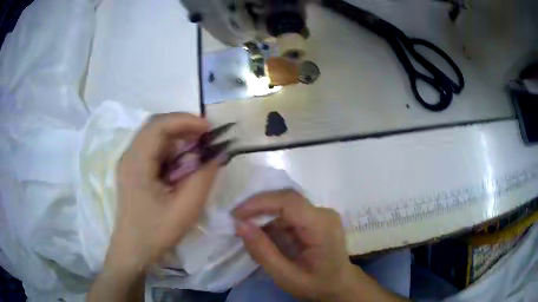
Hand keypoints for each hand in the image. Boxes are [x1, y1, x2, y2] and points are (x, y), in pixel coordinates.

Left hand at [107, 113, 219, 272]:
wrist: (132, 250)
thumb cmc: (155, 233)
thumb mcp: (185, 210)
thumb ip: (203, 179)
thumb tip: (218, 154)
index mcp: (136, 163)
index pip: (159, 126)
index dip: (185, 120)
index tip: (209, 129)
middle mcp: (129, 155)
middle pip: (155, 126)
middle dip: (183, 126)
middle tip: (206, 136)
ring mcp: (129, 161)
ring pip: (154, 135)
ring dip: (177, 136)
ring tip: (198, 147)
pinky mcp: (133, 169)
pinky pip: (153, 148)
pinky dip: (171, 148)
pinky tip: (182, 161)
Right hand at [233, 190, 360, 300]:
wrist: (340, 285)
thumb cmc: (316, 284)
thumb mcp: (286, 276)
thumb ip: (263, 252)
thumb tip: (240, 226)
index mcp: (321, 226)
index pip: (288, 202)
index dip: (259, 203)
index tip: (236, 215)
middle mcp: (323, 213)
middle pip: (286, 199)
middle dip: (258, 207)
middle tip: (236, 220)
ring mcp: (321, 214)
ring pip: (286, 206)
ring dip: (264, 216)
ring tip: (247, 231)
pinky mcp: (316, 219)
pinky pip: (290, 214)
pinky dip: (273, 223)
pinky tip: (264, 236)